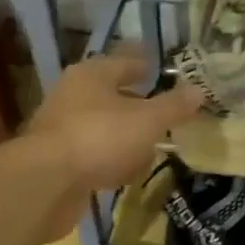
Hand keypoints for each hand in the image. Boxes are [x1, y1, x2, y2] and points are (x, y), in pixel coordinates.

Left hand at [21, 48, 205, 233]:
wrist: (45, 183)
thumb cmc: (100, 138)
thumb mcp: (147, 120)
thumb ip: (174, 106)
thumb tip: (199, 90)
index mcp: (93, 74)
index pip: (127, 61)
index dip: (150, 66)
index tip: (169, 74)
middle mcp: (74, 94)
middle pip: (114, 95)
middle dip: (139, 105)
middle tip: (166, 115)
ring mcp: (63, 127)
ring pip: (104, 126)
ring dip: (126, 137)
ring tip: (151, 149)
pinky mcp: (58, 159)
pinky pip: (94, 154)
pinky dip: (111, 161)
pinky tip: (126, 174)